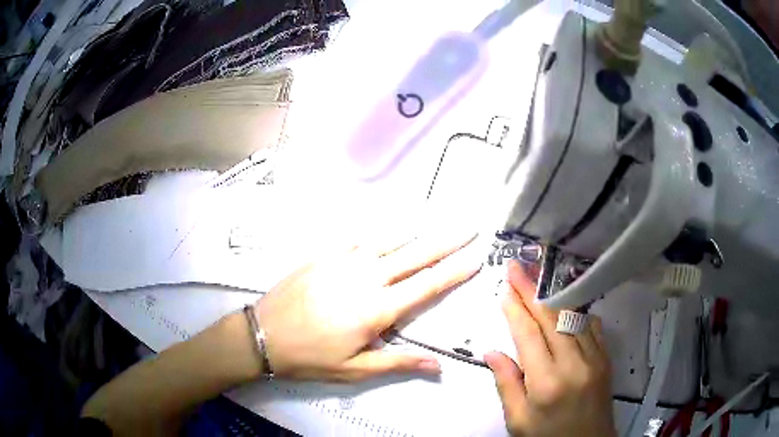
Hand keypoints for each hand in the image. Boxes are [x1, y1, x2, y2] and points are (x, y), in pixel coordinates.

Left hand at [255, 230, 481, 381]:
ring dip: (417, 231)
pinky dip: (379, 231)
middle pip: (415, 255)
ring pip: (389, 240)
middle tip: (469, 228)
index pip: (427, 286)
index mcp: (377, 309)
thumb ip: (398, 363)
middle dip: (446, 241)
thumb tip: (438, 365)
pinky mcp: (324, 255)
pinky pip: (358, 237)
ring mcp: (343, 261)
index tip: (476, 257)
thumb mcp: (354, 369)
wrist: (262, 334)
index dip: (455, 271)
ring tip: (438, 220)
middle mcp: (366, 278)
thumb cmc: (310, 357)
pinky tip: (389, 226)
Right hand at [485, 261, 615, 436]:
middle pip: (552, 318)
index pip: (528, 336)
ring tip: (536, 282)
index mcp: (547, 383)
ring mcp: (595, 359)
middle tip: (517, 269)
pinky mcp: (606, 358)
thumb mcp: (518, 420)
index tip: (504, 288)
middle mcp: (574, 364)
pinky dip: (575, 312)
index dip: (515, 309)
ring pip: (573, 317)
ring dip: (553, 297)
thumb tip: (492, 352)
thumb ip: (507, 384)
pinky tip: (564, 308)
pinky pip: (591, 326)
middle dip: (532, 291)